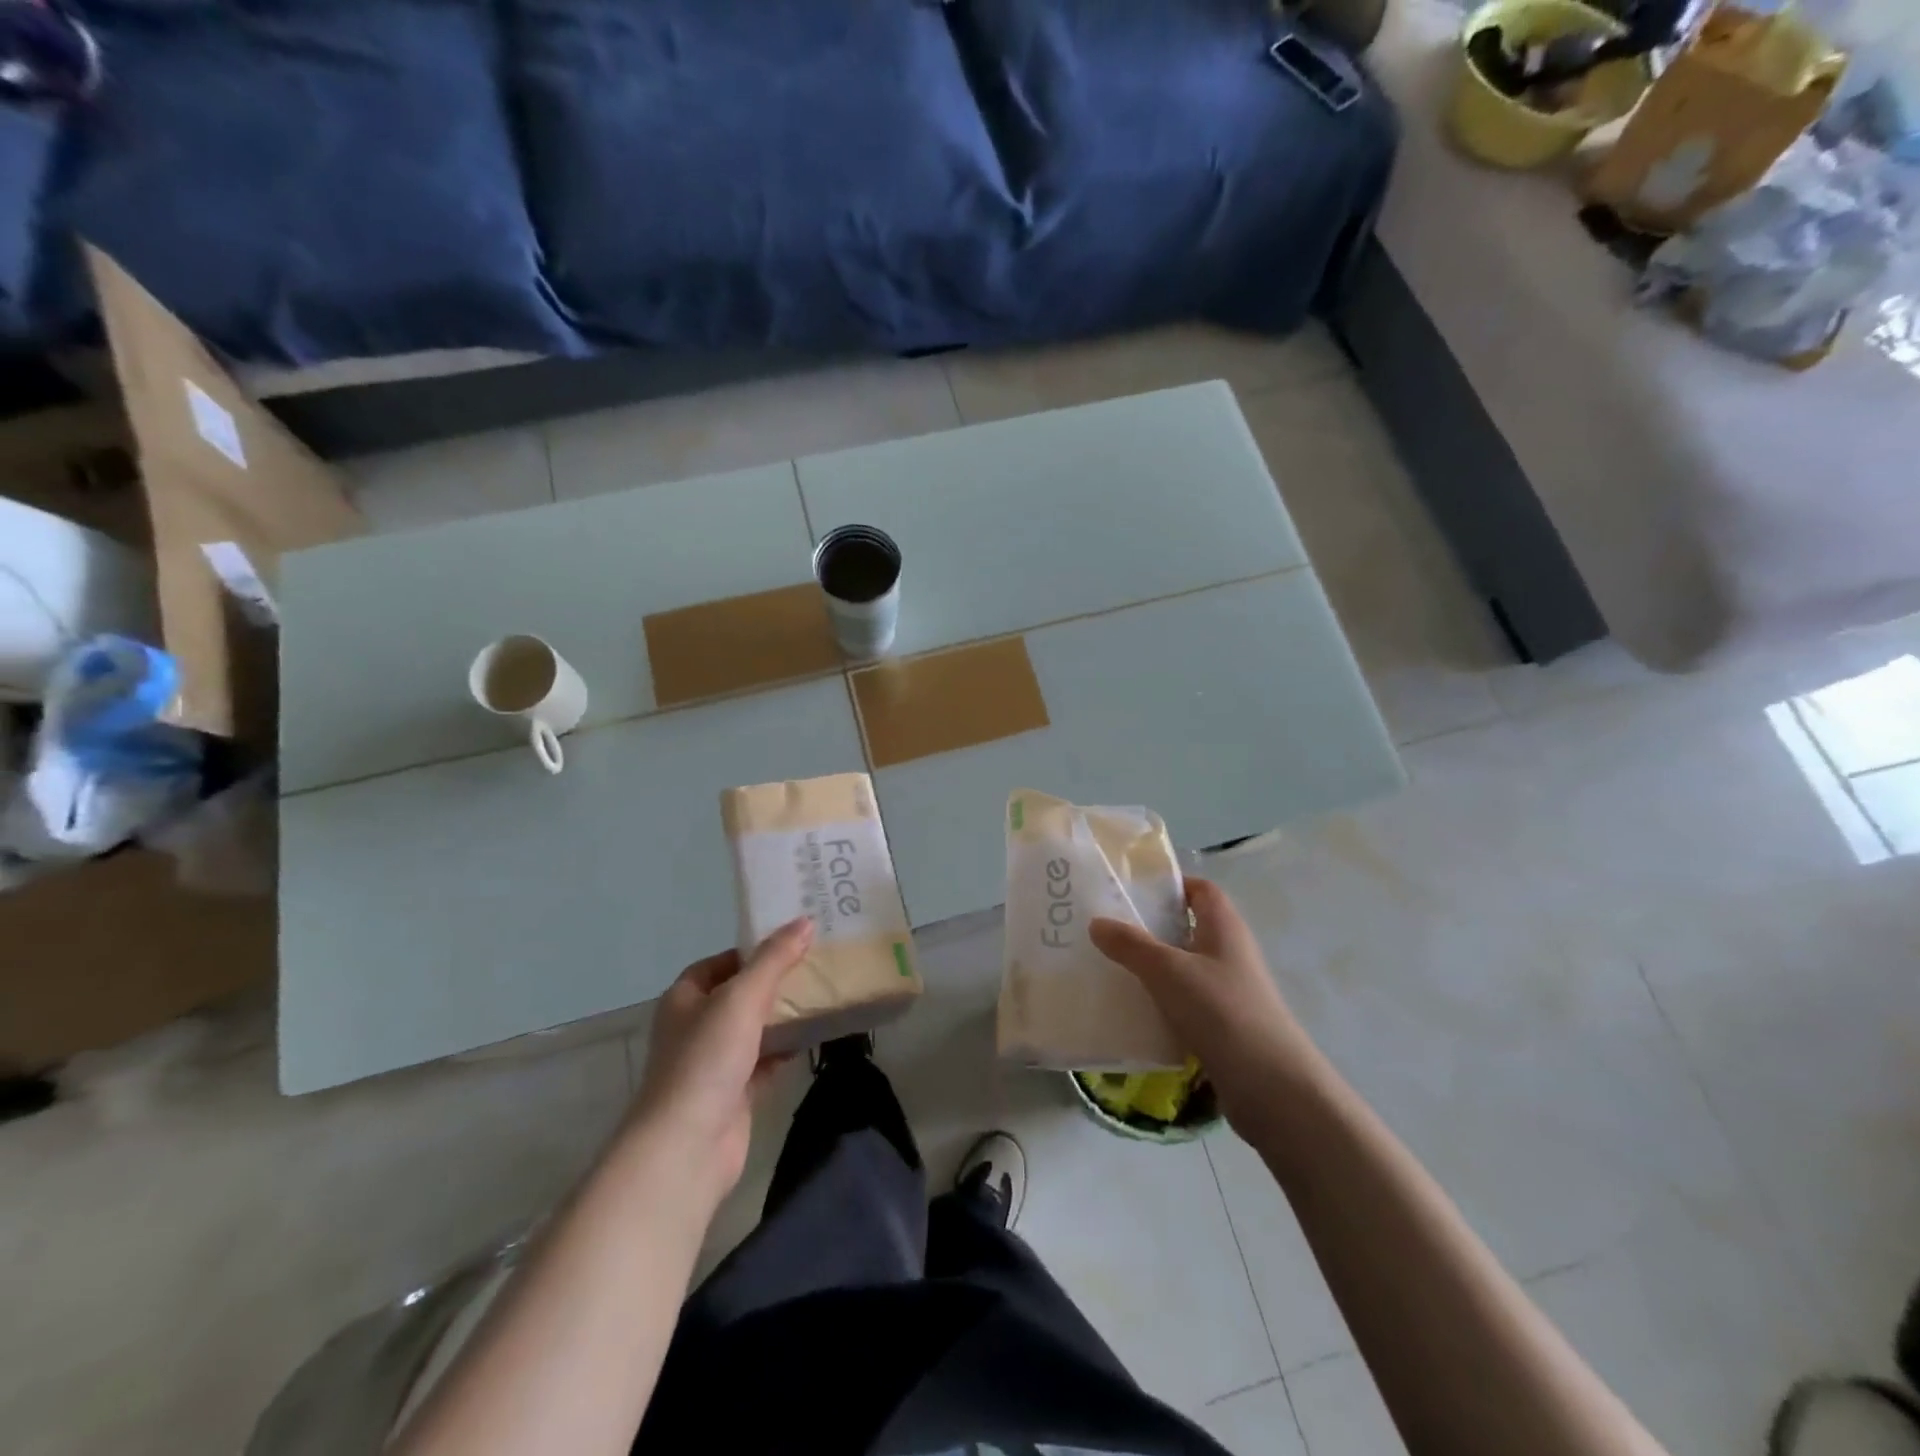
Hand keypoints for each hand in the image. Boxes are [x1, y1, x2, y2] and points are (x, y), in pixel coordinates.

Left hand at [627, 917, 813, 1211]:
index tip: (789, 943)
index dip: (750, 951)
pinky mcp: (733, 1094)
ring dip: (782, 1017)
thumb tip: (804, 922)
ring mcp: (713, 1064)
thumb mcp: (742, 998)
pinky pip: (764, 1062)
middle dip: (772, 982)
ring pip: (753, 1029)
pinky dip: (785, 1050)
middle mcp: (695, 1028)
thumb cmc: (707, 1059)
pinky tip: (813, 1039)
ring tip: (821, 996)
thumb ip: (774, 959)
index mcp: (685, 999)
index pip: (717, 964)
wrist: (688, 1146)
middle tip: (814, 965)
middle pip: (738, 995)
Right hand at [1089, 878, 1321, 1129]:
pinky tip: (1130, 1008)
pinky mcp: (1222, 1025)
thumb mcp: (1168, 971)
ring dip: (1152, 965)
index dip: (1171, 884)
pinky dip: (1160, 1000)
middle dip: (1150, 926)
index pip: (1200, 889)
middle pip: (1187, 927)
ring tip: (1108, 965)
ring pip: (1183, 966)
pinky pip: (1184, 1001)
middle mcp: (1229, 952)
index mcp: (1224, 927)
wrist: (1271, 1087)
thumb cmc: (1221, 1011)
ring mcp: (1228, 990)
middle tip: (1107, 926)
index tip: (1130, 889)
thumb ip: (1130, 944)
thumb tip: (1096, 922)